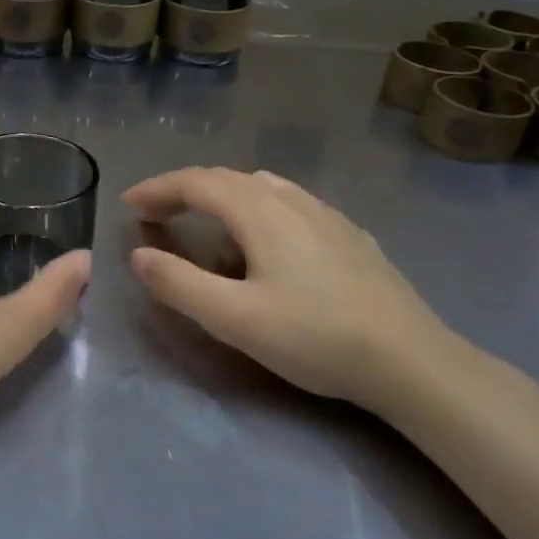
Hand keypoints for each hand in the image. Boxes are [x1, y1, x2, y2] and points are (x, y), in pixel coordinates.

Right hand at [124, 167, 455, 407]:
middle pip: (226, 178)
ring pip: (261, 186)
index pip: (195, 183)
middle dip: (184, 190)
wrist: (411, 360)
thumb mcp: (234, 319)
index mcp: (259, 212)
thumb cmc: (315, 337)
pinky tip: (268, 239)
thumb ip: (179, 285)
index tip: (128, 205)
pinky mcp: (349, 234)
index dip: (157, 189)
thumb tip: (139, 255)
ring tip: (204, 221)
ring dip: (221, 195)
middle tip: (155, 214)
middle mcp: (291, 199)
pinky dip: (257, 207)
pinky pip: (290, 202)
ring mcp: (326, 214)